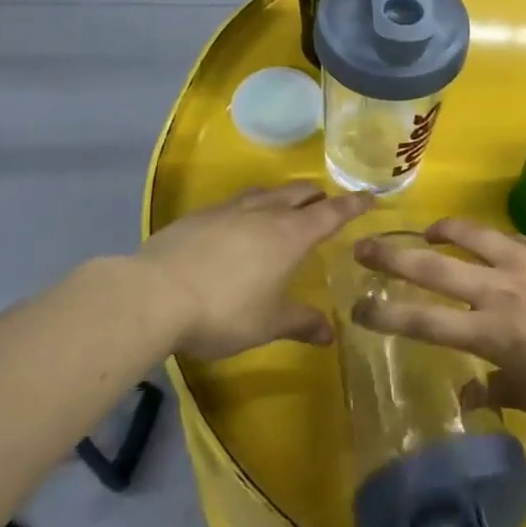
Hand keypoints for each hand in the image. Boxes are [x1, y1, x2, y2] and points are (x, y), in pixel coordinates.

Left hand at [136, 183, 375, 359]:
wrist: (154, 295)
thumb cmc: (224, 310)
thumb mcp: (268, 324)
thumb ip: (301, 323)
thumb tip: (330, 334)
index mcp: (291, 234)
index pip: (332, 212)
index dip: (354, 204)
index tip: (370, 196)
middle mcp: (265, 213)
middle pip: (299, 192)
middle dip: (317, 196)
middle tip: (326, 204)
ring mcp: (229, 210)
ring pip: (266, 192)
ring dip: (283, 196)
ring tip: (285, 206)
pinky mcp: (199, 216)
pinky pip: (235, 203)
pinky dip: (250, 207)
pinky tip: (238, 223)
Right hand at [353, 219, 525, 421]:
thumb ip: (495, 391)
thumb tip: (466, 395)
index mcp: (490, 332)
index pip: (423, 320)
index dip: (385, 314)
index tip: (358, 307)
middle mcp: (498, 290)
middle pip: (433, 267)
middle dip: (392, 257)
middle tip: (364, 247)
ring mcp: (525, 262)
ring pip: (471, 234)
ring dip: (442, 230)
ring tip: (427, 231)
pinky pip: (512, 237)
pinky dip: (493, 239)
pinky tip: (491, 243)